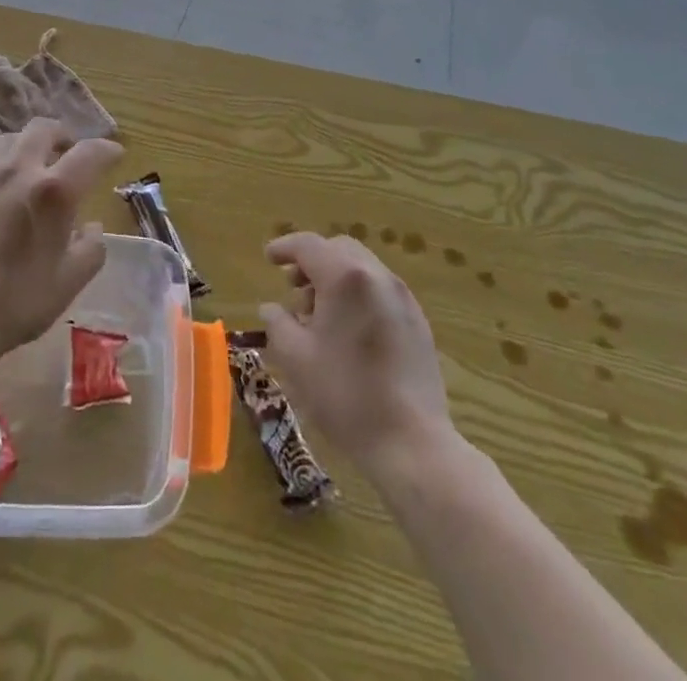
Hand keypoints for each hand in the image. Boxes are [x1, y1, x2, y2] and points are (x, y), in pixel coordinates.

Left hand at [0, 118, 121, 368]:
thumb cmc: (16, 302)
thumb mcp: (70, 282)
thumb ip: (91, 248)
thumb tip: (91, 227)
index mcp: (54, 190)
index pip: (90, 152)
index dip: (107, 150)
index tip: (114, 155)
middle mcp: (19, 170)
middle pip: (44, 129)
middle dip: (63, 136)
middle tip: (69, 154)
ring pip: (10, 140)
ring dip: (29, 146)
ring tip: (33, 168)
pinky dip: (2, 166)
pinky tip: (1, 192)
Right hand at [260, 233, 453, 474]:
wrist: (411, 442)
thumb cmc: (345, 394)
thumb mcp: (296, 358)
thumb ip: (277, 323)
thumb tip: (271, 308)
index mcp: (345, 277)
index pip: (309, 245)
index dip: (285, 247)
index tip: (268, 257)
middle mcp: (377, 276)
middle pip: (339, 250)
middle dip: (312, 261)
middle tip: (293, 287)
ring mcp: (403, 298)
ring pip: (362, 268)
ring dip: (335, 279)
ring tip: (318, 316)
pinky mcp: (418, 322)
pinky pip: (380, 291)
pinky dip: (358, 295)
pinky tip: (348, 332)